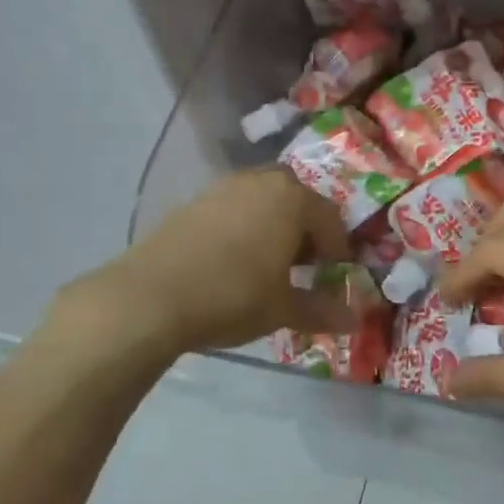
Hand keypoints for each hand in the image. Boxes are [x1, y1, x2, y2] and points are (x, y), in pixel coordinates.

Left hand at [65, 169, 358, 353]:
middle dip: (306, 229)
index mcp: (292, 200)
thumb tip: (353, 320)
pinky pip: (233, 208)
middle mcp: (260, 182)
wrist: (149, 297)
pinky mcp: (193, 202)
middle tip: (307, 264)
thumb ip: (321, 310)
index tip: (337, 274)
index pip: (330, 218)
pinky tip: (234, 260)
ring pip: (262, 200)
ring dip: (274, 225)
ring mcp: (223, 188)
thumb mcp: (283, 309)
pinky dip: (244, 227)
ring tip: (271, 263)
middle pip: (296, 199)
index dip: (339, 248)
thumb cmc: (232, 297)